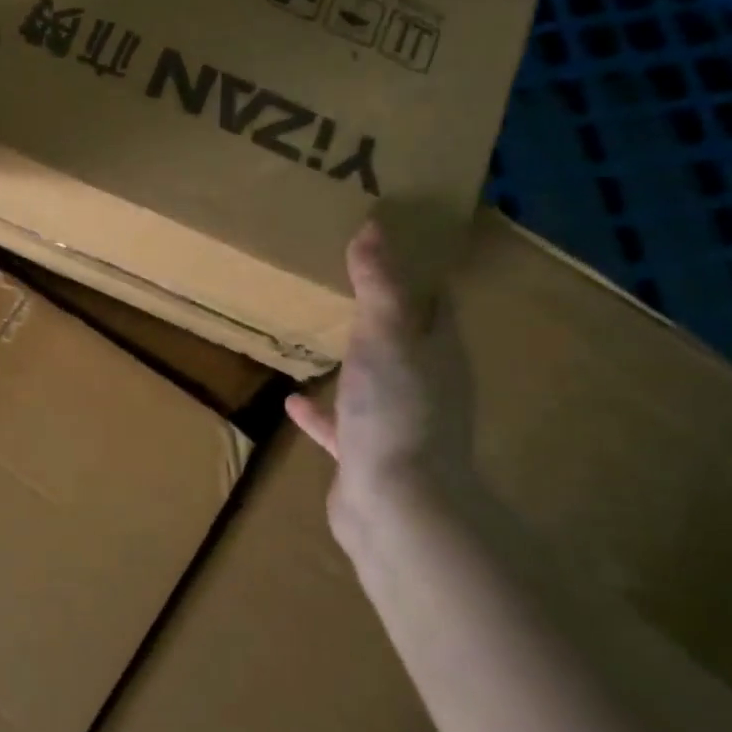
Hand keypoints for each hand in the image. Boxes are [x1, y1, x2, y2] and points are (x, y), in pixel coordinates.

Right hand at [284, 219, 475, 542]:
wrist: (395, 504)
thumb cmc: (396, 410)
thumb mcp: (386, 335)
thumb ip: (380, 284)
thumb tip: (374, 227)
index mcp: (438, 352)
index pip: (434, 302)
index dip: (416, 271)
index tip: (389, 244)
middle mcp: (425, 385)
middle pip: (406, 339)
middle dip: (382, 313)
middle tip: (346, 281)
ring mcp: (396, 422)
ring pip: (375, 380)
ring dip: (355, 361)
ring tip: (324, 335)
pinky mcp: (366, 454)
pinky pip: (341, 425)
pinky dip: (321, 412)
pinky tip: (293, 400)